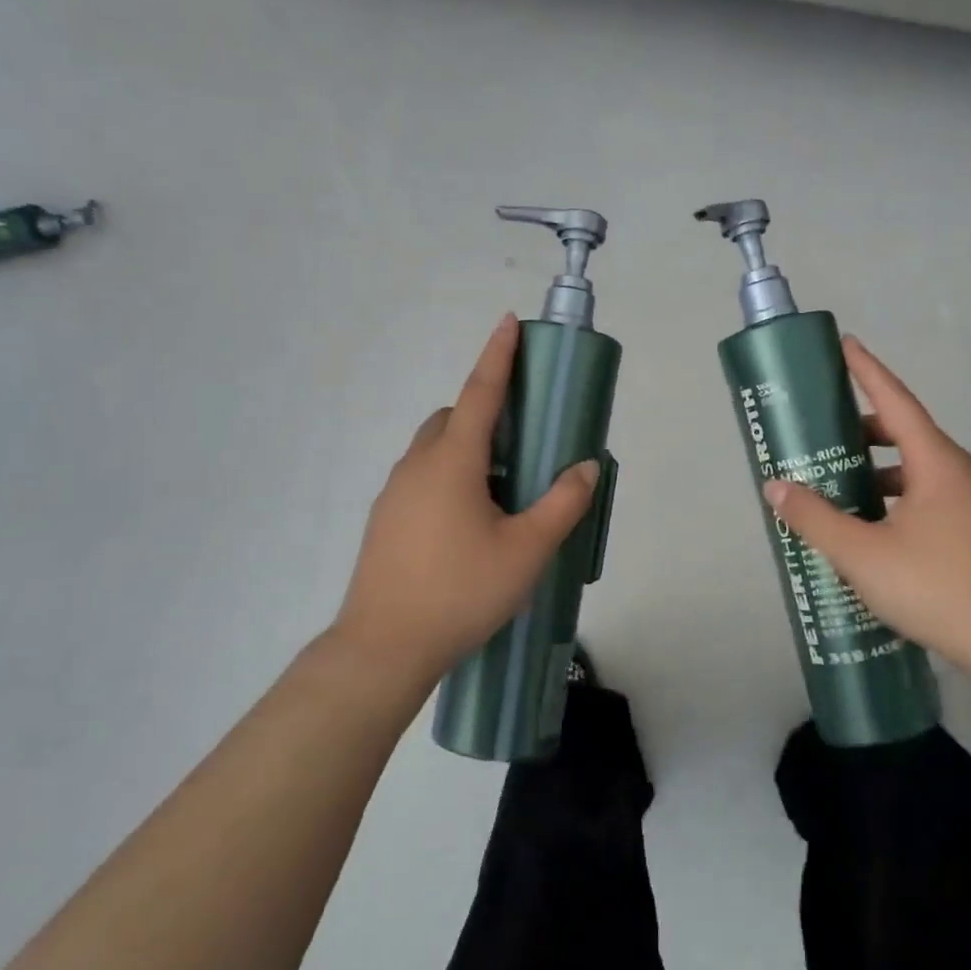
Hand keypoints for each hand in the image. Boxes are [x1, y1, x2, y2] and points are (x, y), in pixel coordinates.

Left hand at [329, 315, 598, 678]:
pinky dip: (449, 478)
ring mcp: (395, 493)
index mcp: (453, 461)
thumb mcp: (527, 550)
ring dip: (467, 450)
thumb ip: (562, 504)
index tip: (508, 322)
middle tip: (520, 441)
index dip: (498, 355)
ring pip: (434, 450)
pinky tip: (469, 525)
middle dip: (483, 413)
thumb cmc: (461, 591)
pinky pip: (423, 478)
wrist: (383, 647)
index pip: (480, 392)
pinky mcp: (385, 520)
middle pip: (452, 418)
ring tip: (501, 491)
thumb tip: (587, 466)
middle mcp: (418, 466)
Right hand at [761, 336, 970, 675]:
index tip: (845, 343)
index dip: (867, 370)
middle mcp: (962, 472)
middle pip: (907, 434)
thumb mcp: (862, 554)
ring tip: (840, 488)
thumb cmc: (937, 587)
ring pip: (919, 470)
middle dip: (864, 430)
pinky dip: (897, 497)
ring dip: (879, 471)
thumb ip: (815, 518)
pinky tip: (874, 529)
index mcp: (938, 463)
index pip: (896, 401)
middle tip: (824, 435)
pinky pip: (931, 496)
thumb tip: (776, 487)